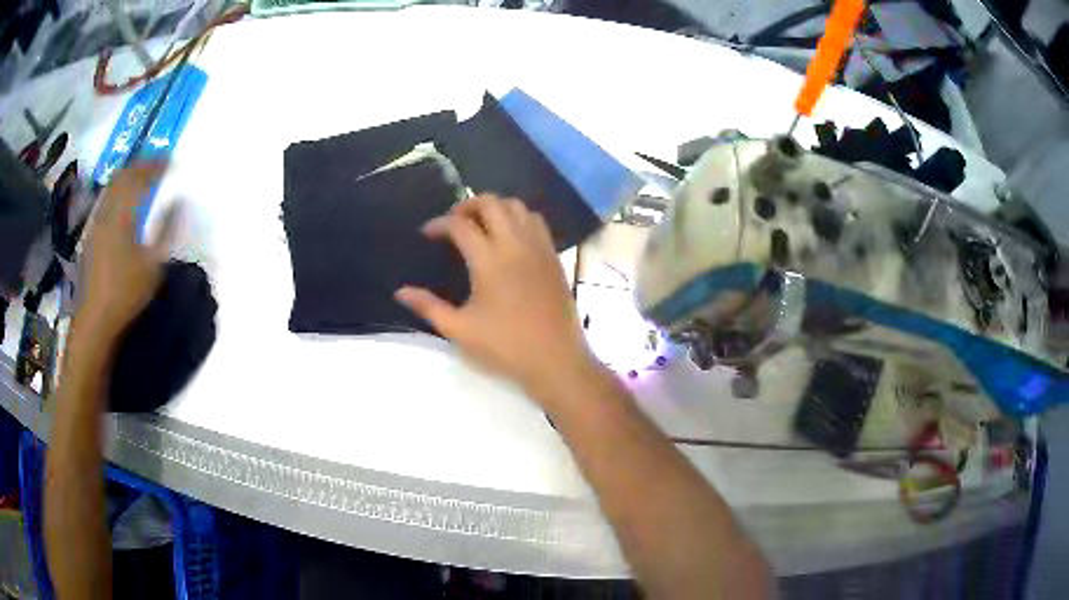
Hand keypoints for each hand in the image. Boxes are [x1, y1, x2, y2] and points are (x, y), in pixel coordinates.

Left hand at [78, 162, 177, 337]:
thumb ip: (166, 230)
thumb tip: (179, 202)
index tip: (172, 160)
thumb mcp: (153, 264)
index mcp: (123, 214)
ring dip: (127, 175)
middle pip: (123, 176)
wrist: (95, 319)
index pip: (141, 177)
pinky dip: (117, 191)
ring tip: (141, 176)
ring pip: (112, 186)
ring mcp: (97, 222)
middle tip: (156, 162)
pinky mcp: (92, 235)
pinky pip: (106, 200)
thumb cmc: (126, 292)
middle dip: (141, 164)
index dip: (157, 165)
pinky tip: (123, 201)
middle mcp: (108, 211)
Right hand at [396, 195, 598, 397]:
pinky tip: (509, 236)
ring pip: (517, 206)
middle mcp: (515, 244)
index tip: (427, 233)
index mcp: (489, 260)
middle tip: (452, 222)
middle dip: (467, 205)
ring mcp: (538, 247)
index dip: (439, 224)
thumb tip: (400, 292)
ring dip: (495, 207)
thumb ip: (428, 307)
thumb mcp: (460, 330)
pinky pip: (536, 221)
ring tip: (480, 224)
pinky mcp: (553, 256)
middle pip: (491, 203)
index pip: (460, 225)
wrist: (556, 360)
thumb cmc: (505, 347)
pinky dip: (518, 217)